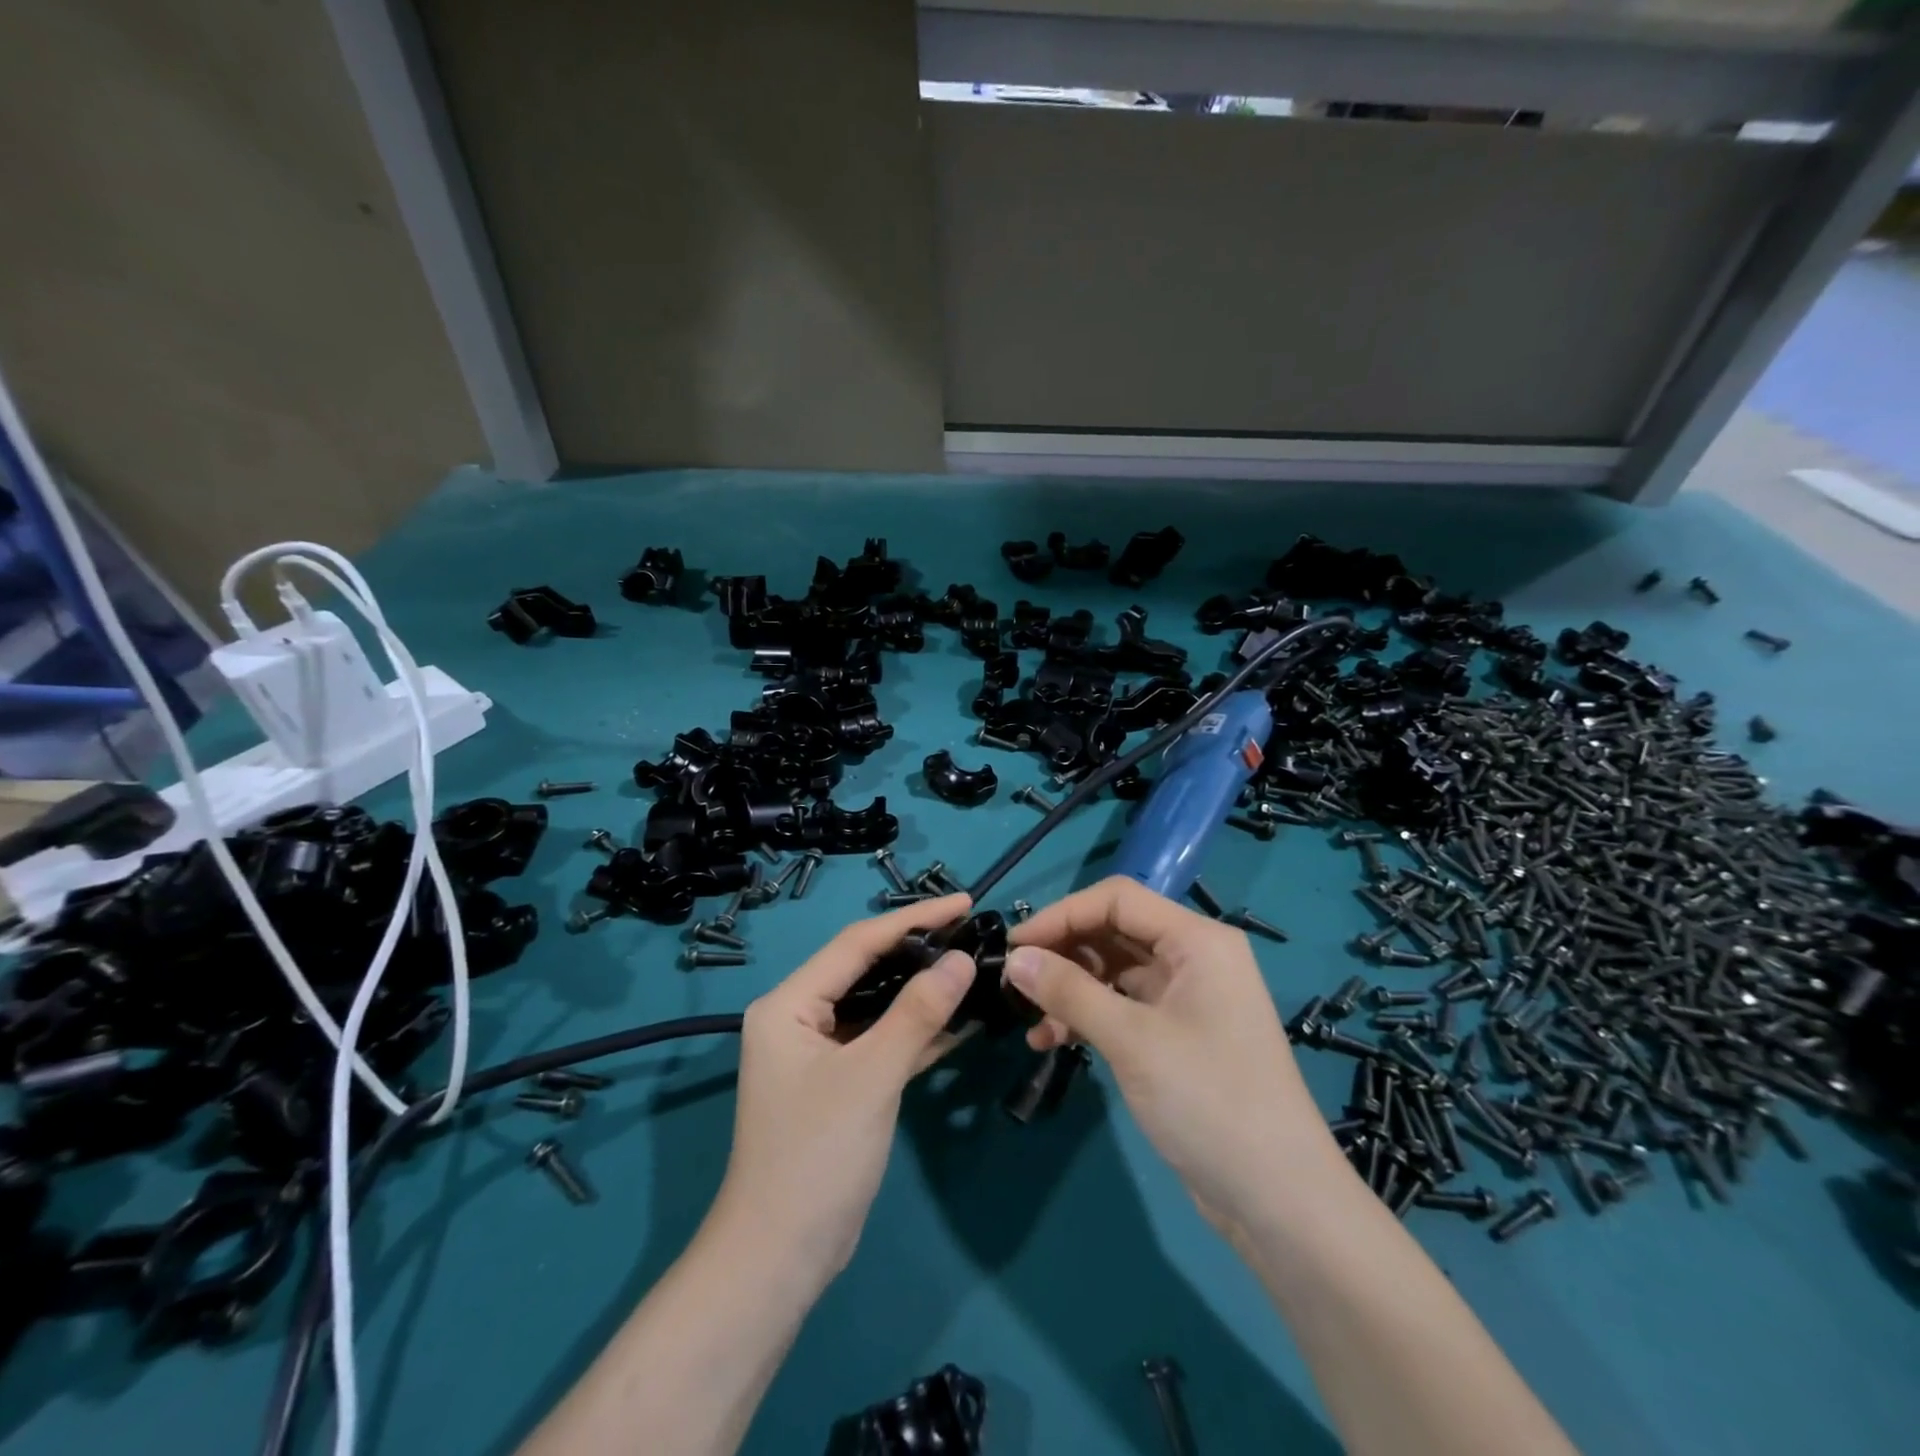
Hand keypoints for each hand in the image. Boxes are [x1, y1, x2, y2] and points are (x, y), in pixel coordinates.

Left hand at [710, 894, 976, 1284]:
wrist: (780, 1258)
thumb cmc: (816, 1155)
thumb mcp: (872, 1076)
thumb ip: (918, 1012)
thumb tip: (963, 959)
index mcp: (789, 1003)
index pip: (857, 942)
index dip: (913, 919)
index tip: (964, 903)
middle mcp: (799, 1017)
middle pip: (865, 967)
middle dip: (918, 950)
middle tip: (971, 932)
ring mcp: (819, 1051)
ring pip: (877, 1004)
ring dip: (921, 990)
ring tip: (972, 966)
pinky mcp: (840, 1082)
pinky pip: (881, 1040)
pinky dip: (916, 1031)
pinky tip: (961, 1020)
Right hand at [1005, 877, 1343, 1235]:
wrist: (1279, 1200)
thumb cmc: (1209, 1100)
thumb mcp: (1132, 1040)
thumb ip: (1069, 991)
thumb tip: (1014, 958)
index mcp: (1196, 939)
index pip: (1117, 899)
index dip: (1062, 914)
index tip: (1016, 944)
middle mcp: (1194, 957)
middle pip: (1114, 932)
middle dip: (1063, 952)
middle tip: (1015, 979)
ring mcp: (1187, 997)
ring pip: (1114, 971)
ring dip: (1070, 990)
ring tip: (1029, 1019)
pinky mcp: (1178, 1034)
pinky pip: (1123, 1007)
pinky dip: (1088, 1018)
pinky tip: (1051, 1042)